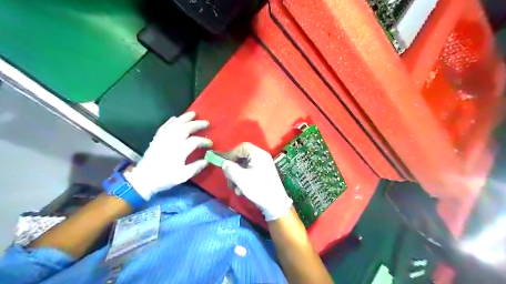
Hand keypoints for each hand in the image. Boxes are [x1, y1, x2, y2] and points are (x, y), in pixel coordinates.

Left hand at [126, 112, 212, 200]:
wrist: (143, 179)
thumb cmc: (165, 178)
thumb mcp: (183, 176)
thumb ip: (196, 167)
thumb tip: (208, 160)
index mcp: (180, 150)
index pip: (195, 141)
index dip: (204, 141)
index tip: (210, 144)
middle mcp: (172, 141)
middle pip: (186, 128)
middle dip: (197, 124)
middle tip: (206, 123)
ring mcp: (163, 138)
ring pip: (175, 124)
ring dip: (185, 118)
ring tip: (193, 114)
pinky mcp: (156, 138)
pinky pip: (164, 126)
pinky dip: (171, 121)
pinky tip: (175, 118)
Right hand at [222, 143, 291, 220]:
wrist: (275, 204)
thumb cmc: (258, 189)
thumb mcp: (241, 178)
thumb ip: (230, 168)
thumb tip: (224, 163)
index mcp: (258, 154)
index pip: (241, 147)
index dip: (231, 154)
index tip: (224, 165)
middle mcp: (261, 157)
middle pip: (242, 157)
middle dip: (233, 168)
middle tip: (228, 179)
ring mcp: (263, 166)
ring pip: (244, 166)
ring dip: (237, 176)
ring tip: (235, 189)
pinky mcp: (263, 174)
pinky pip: (249, 172)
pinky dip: (243, 180)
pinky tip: (241, 191)